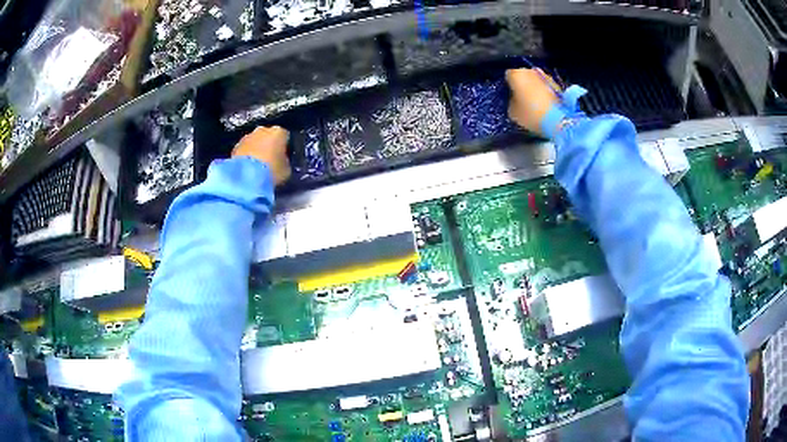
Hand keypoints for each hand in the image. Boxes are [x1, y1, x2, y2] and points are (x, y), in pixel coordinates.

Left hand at [232, 126, 291, 185]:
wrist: (246, 177)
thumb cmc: (271, 171)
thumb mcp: (286, 170)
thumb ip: (285, 162)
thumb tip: (282, 162)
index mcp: (279, 132)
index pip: (285, 137)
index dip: (285, 148)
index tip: (283, 158)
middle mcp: (263, 129)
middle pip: (268, 136)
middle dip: (269, 146)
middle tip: (270, 161)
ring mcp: (247, 136)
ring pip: (255, 142)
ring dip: (256, 150)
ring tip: (257, 166)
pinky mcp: (236, 146)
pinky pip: (245, 149)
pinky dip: (246, 156)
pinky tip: (248, 168)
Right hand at [506, 68, 560, 136]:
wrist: (559, 120)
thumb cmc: (532, 114)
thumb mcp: (513, 112)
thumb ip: (511, 102)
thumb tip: (515, 99)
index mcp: (516, 74)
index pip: (508, 75)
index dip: (509, 85)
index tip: (510, 94)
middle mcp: (530, 70)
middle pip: (523, 75)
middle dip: (523, 85)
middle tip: (522, 99)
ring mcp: (545, 75)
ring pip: (536, 80)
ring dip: (534, 88)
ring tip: (535, 103)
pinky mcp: (557, 84)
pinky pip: (546, 86)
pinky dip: (544, 92)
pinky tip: (545, 105)